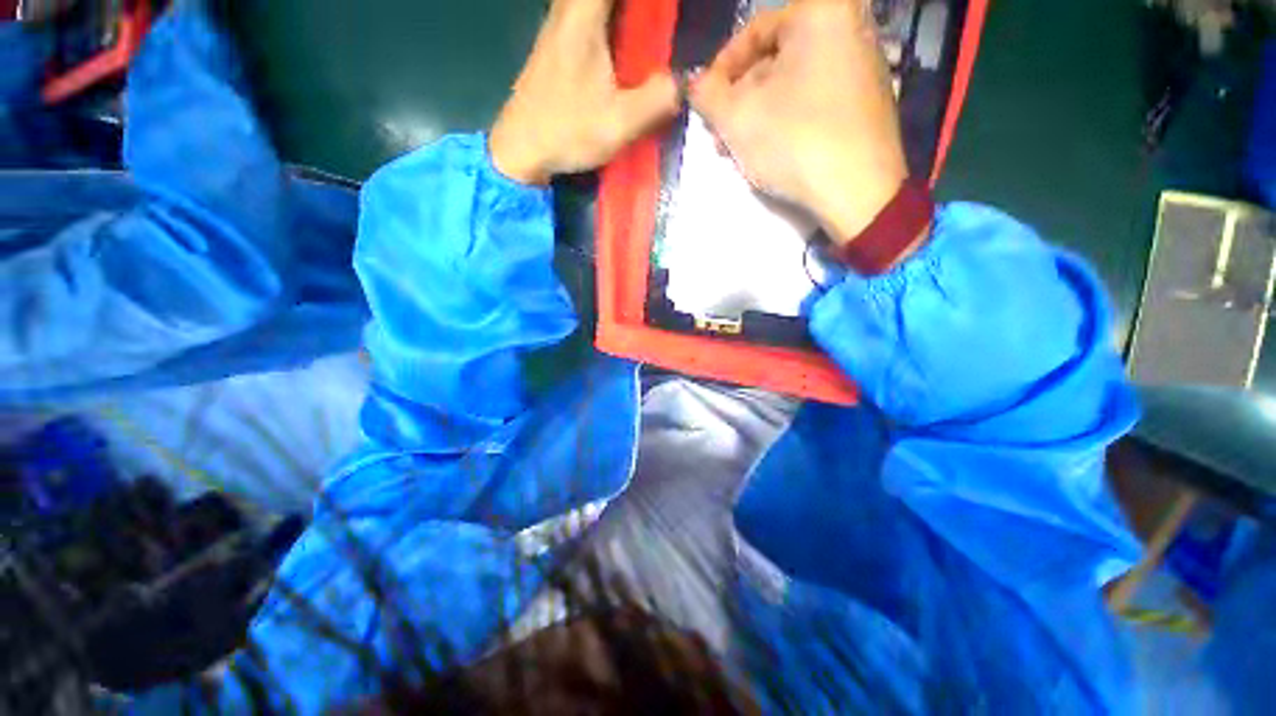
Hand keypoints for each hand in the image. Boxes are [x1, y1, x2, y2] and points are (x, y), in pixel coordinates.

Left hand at [489, 0, 679, 184]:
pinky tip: (627, 45)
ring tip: (651, 29)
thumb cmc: (566, 132)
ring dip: (625, 14)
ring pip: (594, 5)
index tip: (666, 10)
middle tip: (662, 20)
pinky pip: (589, 15)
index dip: (649, 1)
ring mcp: (559, 26)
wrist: (520, 150)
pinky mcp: (557, 46)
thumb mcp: (618, 123)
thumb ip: (656, 100)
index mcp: (583, 16)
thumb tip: (685, 82)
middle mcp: (568, 9)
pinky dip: (611, 21)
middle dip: (639, 8)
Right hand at [691, 0, 907, 244]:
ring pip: (792, 85)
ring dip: (757, 116)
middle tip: (719, 135)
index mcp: (821, 12)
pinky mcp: (866, 102)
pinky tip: (767, 152)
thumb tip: (695, 85)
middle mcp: (849, 28)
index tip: (704, 104)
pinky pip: (814, 101)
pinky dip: (785, 121)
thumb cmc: (794, 141)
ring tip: (736, 151)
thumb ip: (707, 94)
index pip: (754, 31)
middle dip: (739, 101)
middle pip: (775, 60)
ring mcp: (863, 66)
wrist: (857, 191)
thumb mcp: (736, 117)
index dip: (720, 70)